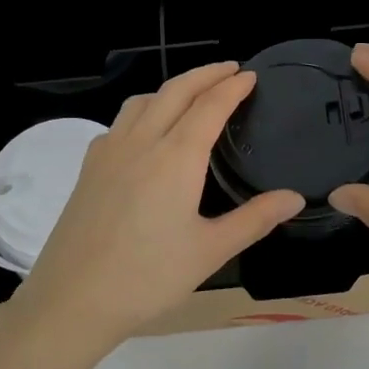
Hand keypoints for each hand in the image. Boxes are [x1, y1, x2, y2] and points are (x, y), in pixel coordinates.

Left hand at [8, 63, 304, 351]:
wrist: (73, 299)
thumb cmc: (148, 278)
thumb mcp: (210, 251)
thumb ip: (254, 219)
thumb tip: (294, 198)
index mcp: (175, 158)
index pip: (209, 106)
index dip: (232, 87)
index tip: (250, 75)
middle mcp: (140, 142)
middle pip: (174, 91)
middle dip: (204, 74)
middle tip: (229, 70)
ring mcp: (108, 153)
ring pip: (142, 101)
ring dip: (172, 88)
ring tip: (192, 95)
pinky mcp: (88, 169)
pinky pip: (120, 123)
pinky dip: (143, 110)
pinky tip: (147, 133)